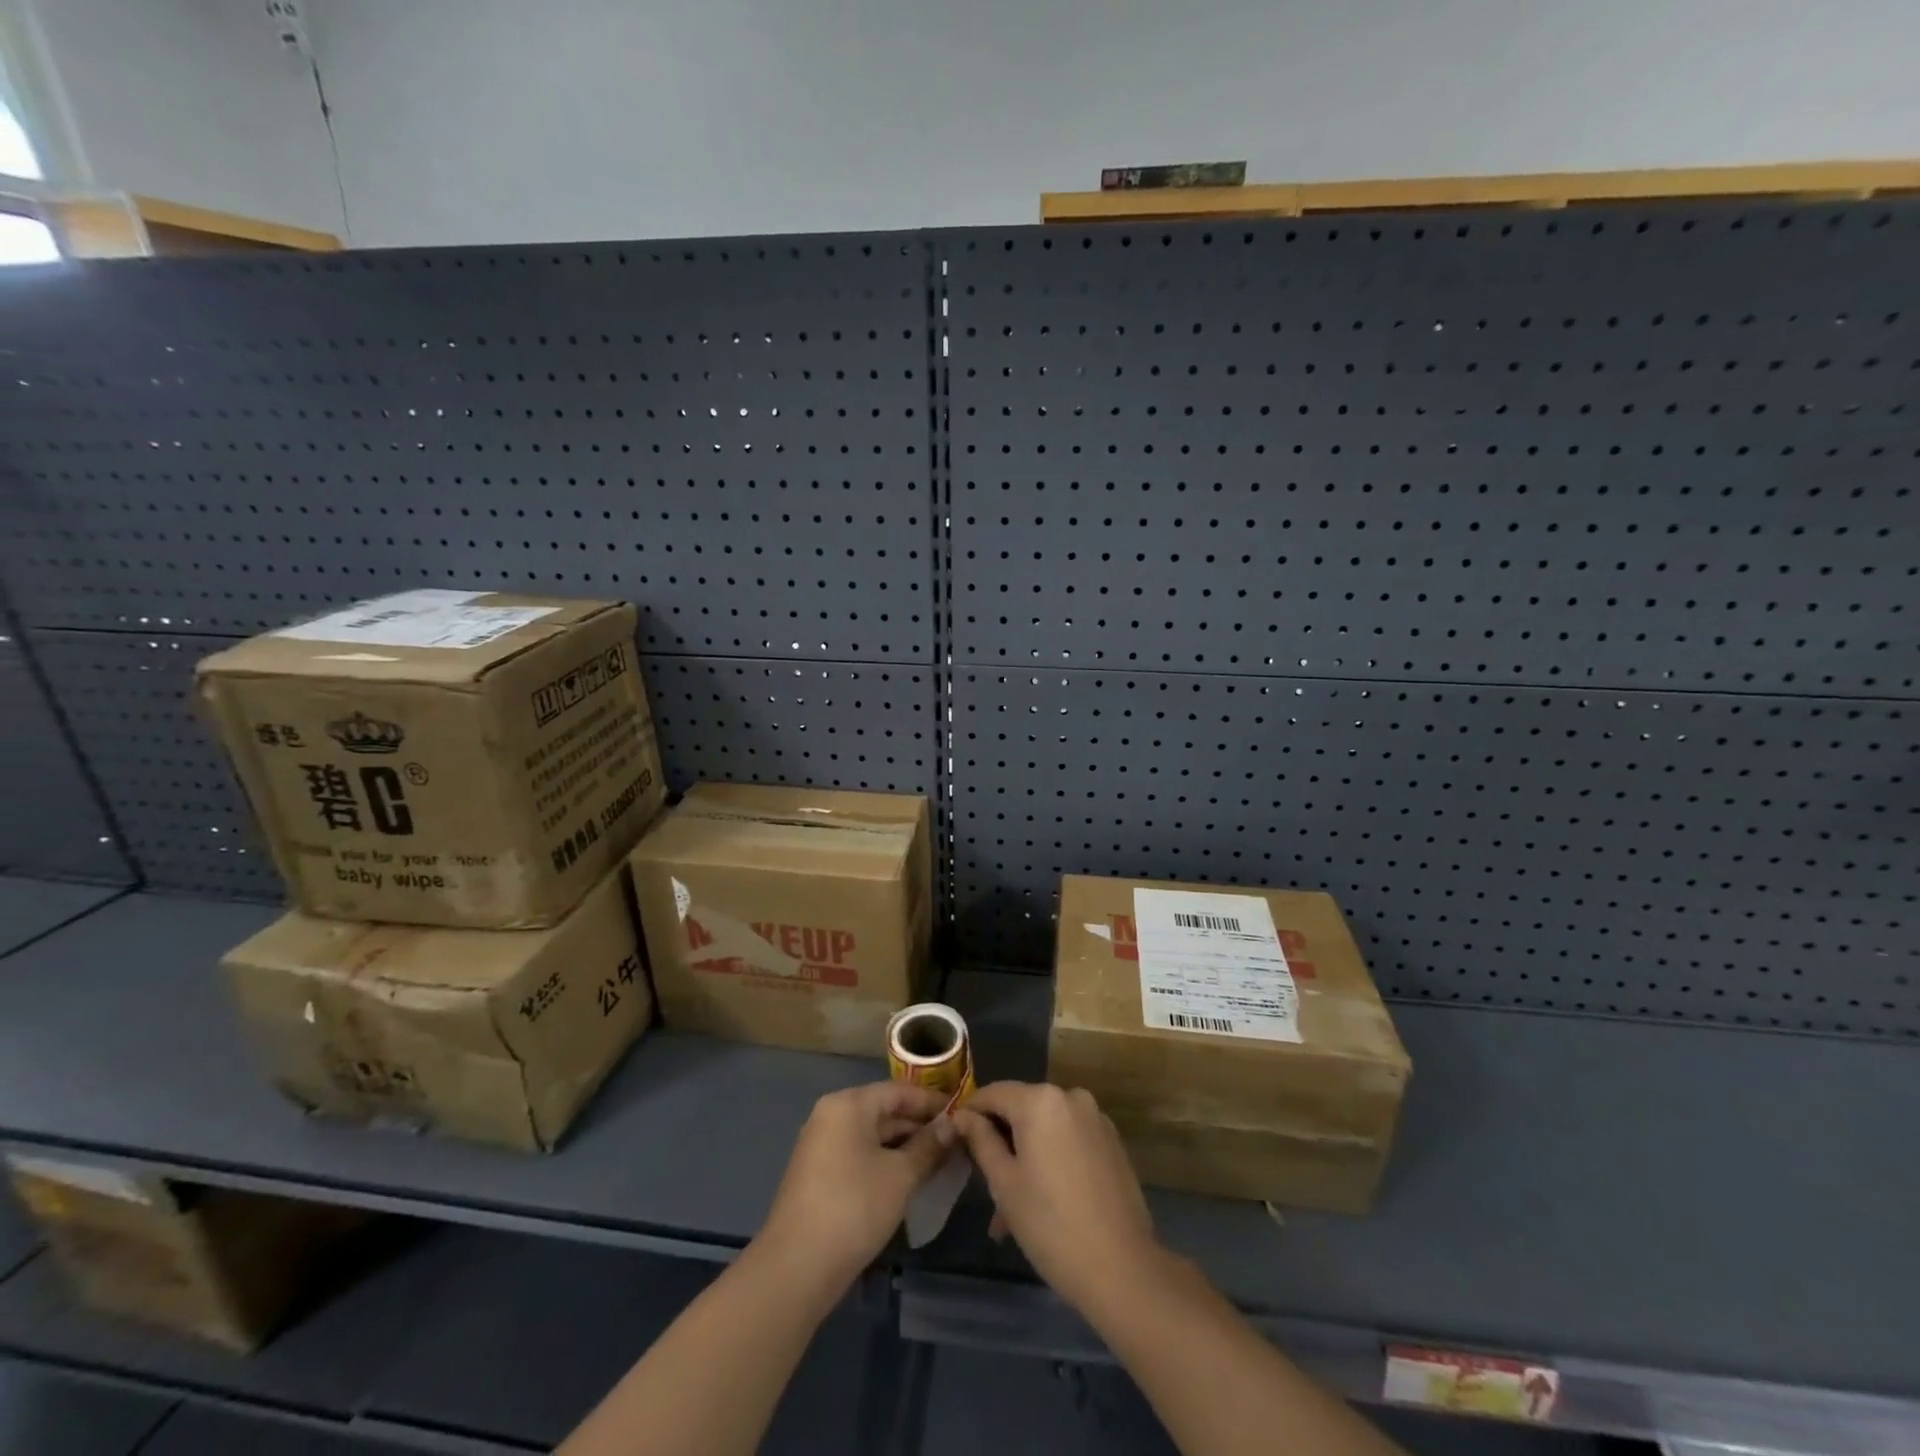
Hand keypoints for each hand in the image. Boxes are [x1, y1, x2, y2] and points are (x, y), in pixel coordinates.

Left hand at [758, 1081, 954, 1293]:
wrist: (796, 1268)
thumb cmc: (854, 1207)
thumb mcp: (900, 1175)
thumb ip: (929, 1146)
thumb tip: (952, 1125)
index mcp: (848, 1104)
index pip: (899, 1091)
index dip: (932, 1101)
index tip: (962, 1113)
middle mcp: (831, 1116)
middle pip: (884, 1111)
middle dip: (920, 1126)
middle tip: (956, 1142)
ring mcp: (822, 1146)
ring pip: (872, 1136)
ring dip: (904, 1147)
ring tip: (940, 1161)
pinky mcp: (819, 1174)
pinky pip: (859, 1155)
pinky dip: (885, 1162)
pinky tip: (909, 1179)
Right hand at [950, 1082, 1160, 1315]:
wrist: (1122, 1268)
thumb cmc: (1051, 1224)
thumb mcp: (1004, 1183)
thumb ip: (981, 1140)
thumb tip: (962, 1115)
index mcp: (1040, 1100)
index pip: (993, 1093)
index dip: (971, 1114)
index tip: (957, 1141)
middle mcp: (1070, 1096)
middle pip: (1022, 1109)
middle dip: (1001, 1142)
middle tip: (985, 1186)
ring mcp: (1095, 1118)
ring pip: (1046, 1128)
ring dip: (1027, 1157)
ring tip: (1012, 1210)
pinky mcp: (1112, 1142)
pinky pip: (1069, 1139)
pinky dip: (1052, 1159)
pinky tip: (1045, 1201)